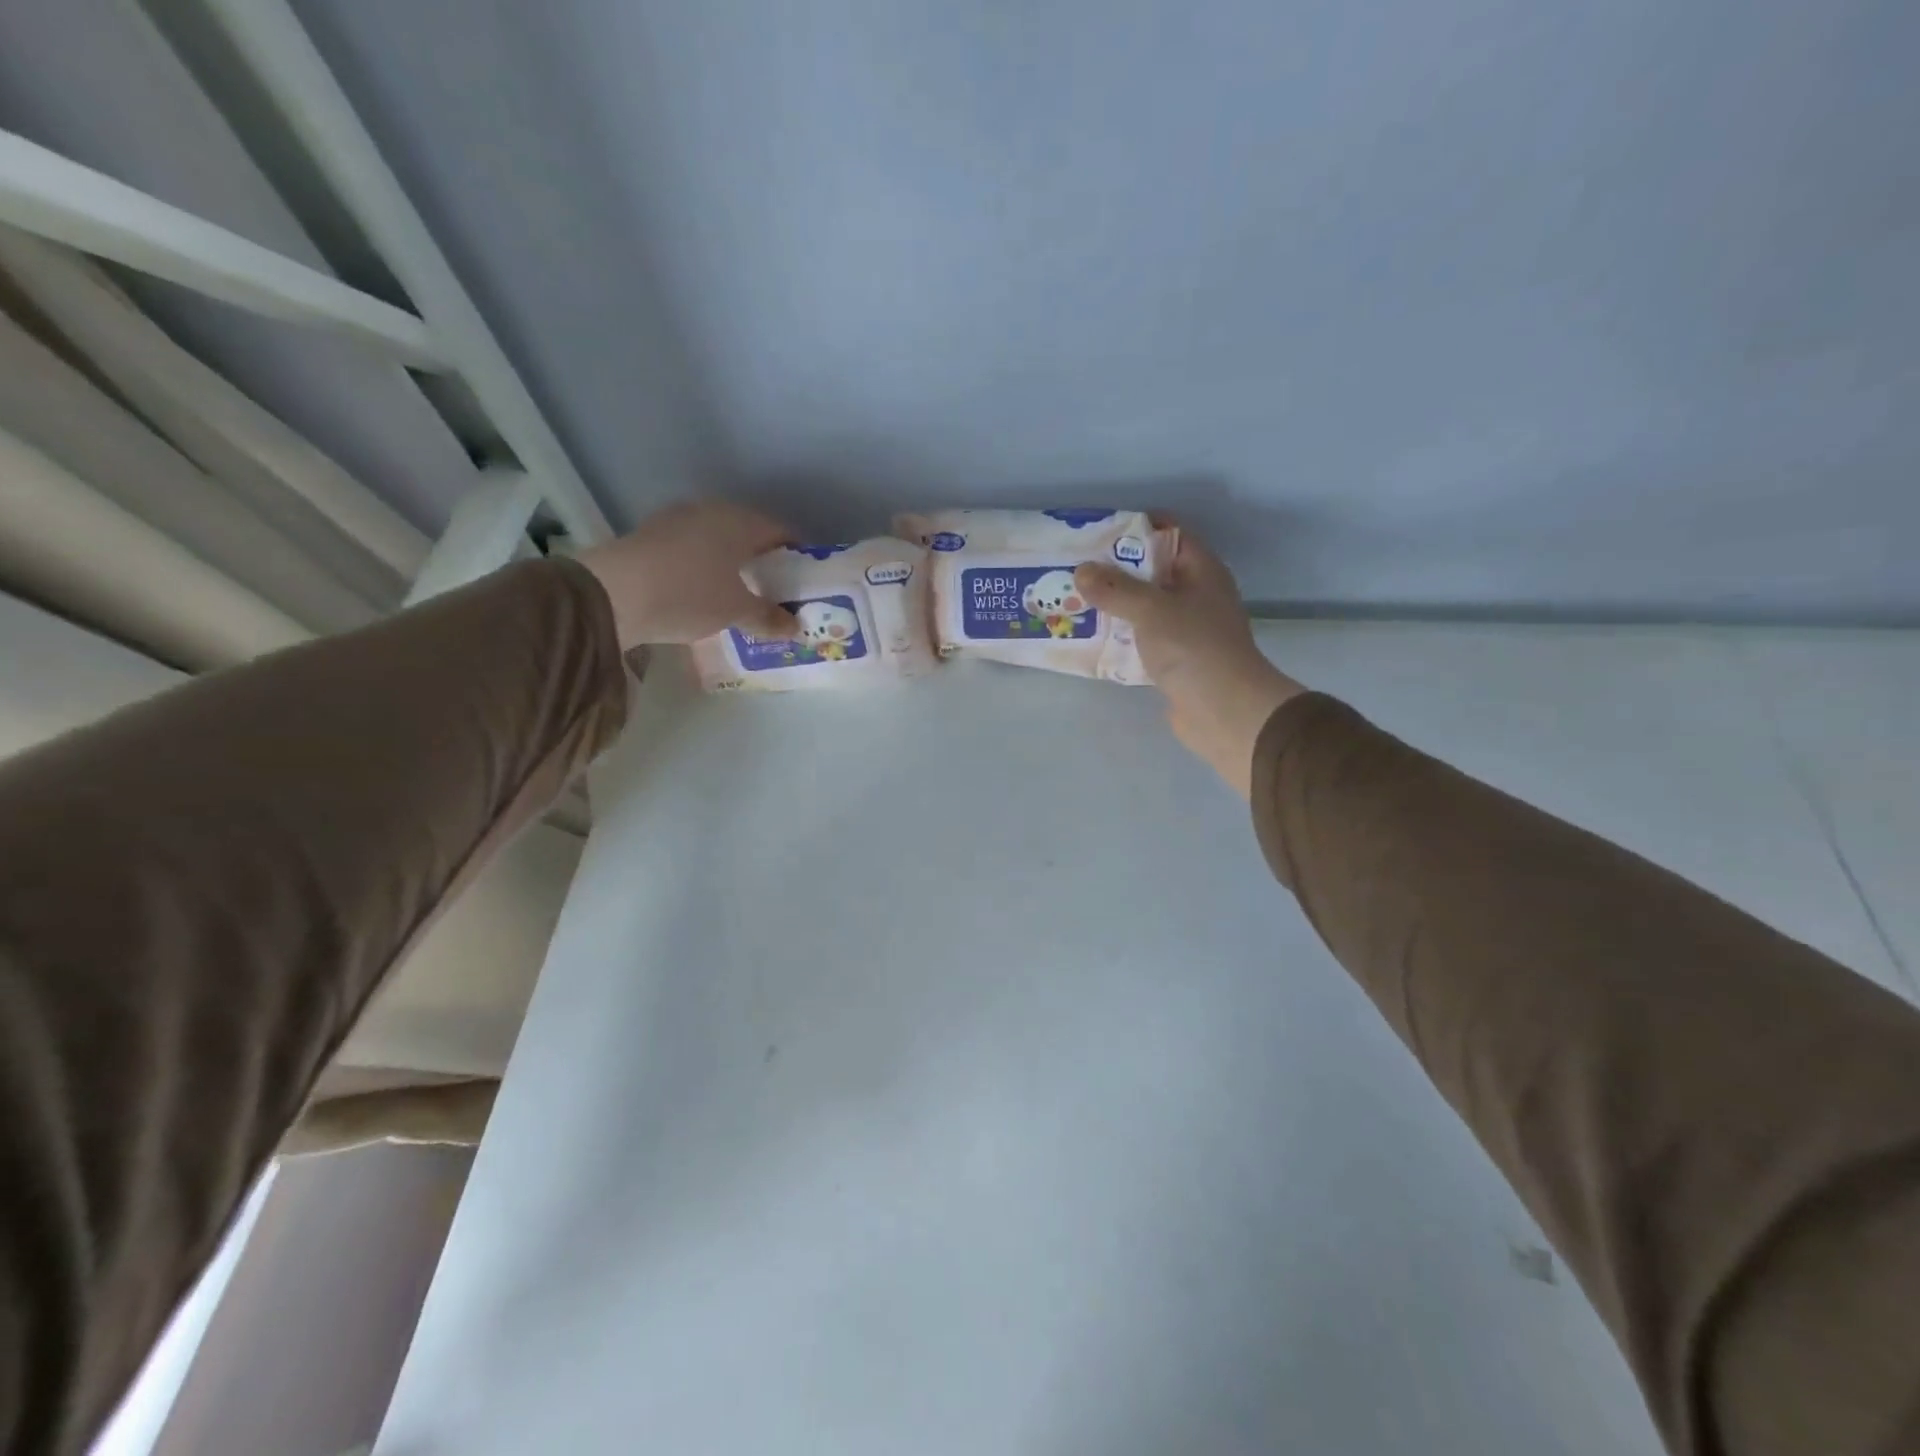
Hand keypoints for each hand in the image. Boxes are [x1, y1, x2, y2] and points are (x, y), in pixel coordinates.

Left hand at [577, 501, 800, 649]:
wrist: (611, 594)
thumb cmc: (689, 594)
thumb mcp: (736, 611)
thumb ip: (769, 617)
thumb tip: (795, 626)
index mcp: (739, 521)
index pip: (780, 532)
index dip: (796, 557)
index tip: (803, 582)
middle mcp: (710, 511)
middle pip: (747, 535)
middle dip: (763, 562)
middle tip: (775, 592)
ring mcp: (676, 521)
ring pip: (717, 542)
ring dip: (732, 565)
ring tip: (741, 596)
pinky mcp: (650, 538)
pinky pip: (692, 551)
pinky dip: (705, 568)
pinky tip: (705, 593)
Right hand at [1075, 531, 1304, 796]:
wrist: (1224, 711)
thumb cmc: (1193, 647)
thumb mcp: (1151, 609)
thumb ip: (1114, 589)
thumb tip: (1082, 571)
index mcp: (1201, 570)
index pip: (1169, 533)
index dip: (1135, 528)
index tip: (1096, 533)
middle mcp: (1196, 594)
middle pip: (1151, 571)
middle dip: (1114, 570)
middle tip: (1075, 568)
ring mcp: (1186, 629)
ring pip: (1144, 607)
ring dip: (1114, 605)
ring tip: (1074, 600)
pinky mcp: (1175, 659)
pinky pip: (1141, 638)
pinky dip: (1119, 636)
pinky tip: (1090, 637)